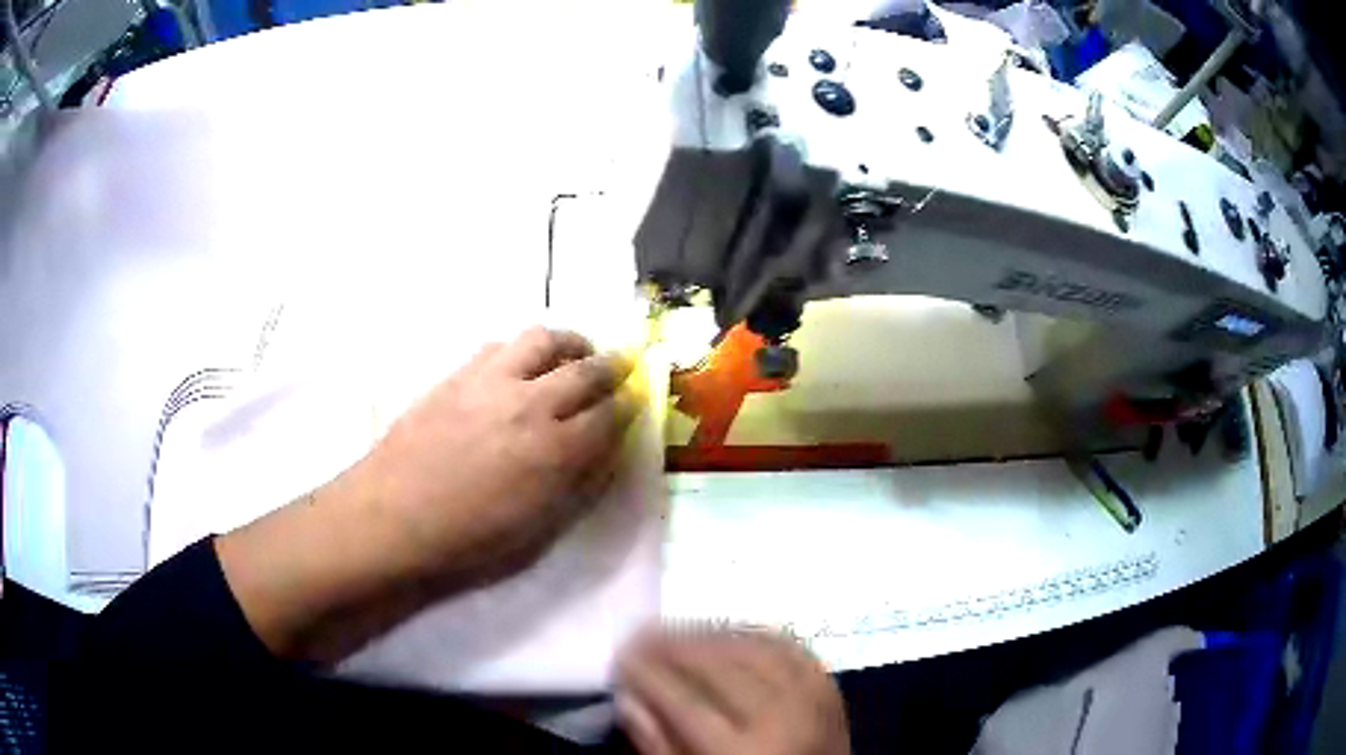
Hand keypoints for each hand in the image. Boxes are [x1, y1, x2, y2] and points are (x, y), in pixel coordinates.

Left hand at [217, 326, 636, 661]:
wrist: (392, 519)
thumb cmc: (467, 541)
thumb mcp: (538, 531)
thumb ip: (579, 486)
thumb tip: (605, 452)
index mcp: (556, 450)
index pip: (610, 413)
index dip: (629, 404)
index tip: (636, 400)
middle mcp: (531, 404)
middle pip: (586, 368)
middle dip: (611, 365)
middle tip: (619, 366)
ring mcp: (491, 381)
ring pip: (543, 339)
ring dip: (569, 342)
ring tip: (574, 352)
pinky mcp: (458, 374)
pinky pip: (501, 345)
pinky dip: (523, 349)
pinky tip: (520, 365)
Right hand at [616, 628, 849, 754]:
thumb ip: (660, 748)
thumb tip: (630, 700)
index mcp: (743, 752)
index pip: (685, 702)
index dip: (648, 675)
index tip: (621, 656)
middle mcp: (782, 719)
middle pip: (720, 668)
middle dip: (673, 646)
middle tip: (640, 634)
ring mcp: (812, 699)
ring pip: (754, 649)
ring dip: (710, 634)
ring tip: (676, 631)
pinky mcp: (829, 687)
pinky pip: (789, 648)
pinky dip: (754, 635)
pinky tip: (727, 632)